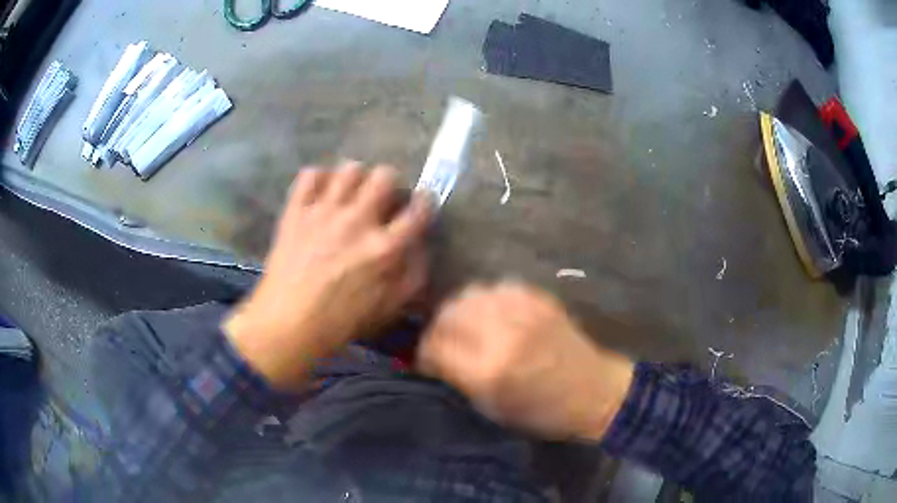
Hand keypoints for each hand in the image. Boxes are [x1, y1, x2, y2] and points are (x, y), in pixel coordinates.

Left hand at [224, 162, 432, 390]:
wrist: (287, 324)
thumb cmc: (339, 322)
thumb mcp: (387, 309)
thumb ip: (412, 276)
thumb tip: (420, 246)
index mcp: (384, 248)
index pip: (418, 210)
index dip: (425, 201)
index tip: (420, 203)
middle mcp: (357, 221)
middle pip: (384, 175)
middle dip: (390, 182)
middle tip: (381, 198)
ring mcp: (324, 212)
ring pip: (349, 169)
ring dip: (355, 178)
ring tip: (349, 194)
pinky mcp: (297, 211)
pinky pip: (310, 175)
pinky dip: (318, 179)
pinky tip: (320, 195)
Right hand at [416, 282, 633, 440]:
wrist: (593, 392)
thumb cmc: (543, 412)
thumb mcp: (492, 408)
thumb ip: (458, 379)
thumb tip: (433, 358)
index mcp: (489, 370)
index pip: (435, 347)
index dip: (424, 354)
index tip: (428, 361)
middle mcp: (502, 334)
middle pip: (448, 314)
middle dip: (438, 329)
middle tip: (444, 342)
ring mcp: (522, 311)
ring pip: (469, 294)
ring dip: (459, 311)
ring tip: (466, 327)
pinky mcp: (539, 298)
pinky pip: (496, 287)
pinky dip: (486, 301)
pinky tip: (492, 316)